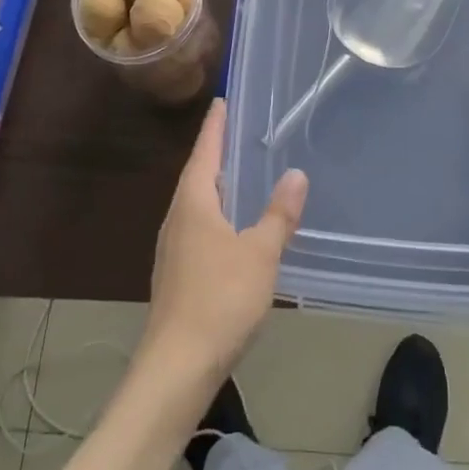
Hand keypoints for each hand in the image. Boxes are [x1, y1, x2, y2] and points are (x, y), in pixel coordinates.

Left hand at [141, 100, 308, 392]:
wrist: (176, 369)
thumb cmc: (219, 300)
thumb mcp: (260, 254)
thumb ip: (278, 214)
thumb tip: (295, 173)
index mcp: (193, 203)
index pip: (204, 151)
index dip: (215, 126)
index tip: (221, 101)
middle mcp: (177, 219)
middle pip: (197, 175)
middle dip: (215, 153)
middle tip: (238, 133)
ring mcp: (172, 249)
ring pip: (196, 204)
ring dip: (215, 186)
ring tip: (239, 175)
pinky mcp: (176, 275)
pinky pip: (197, 228)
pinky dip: (215, 214)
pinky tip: (232, 228)